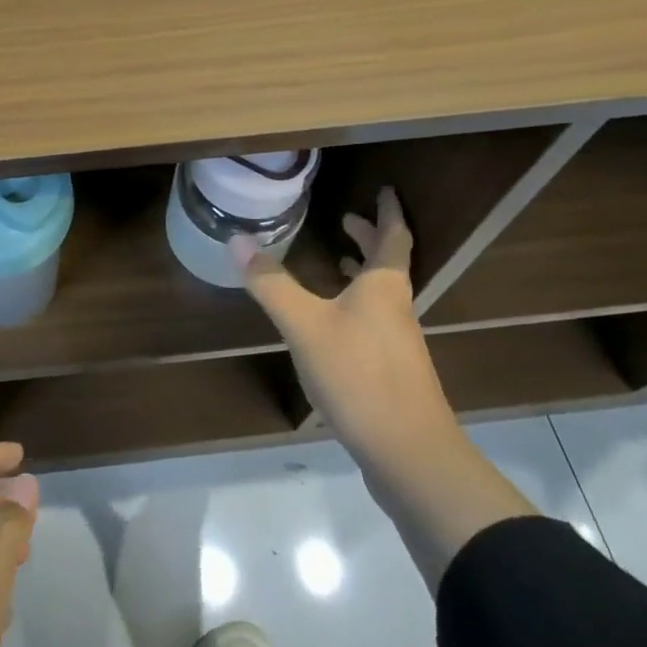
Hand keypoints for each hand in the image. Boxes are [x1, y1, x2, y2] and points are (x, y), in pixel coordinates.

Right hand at [232, 187, 456, 463]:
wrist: (410, 458)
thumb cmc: (360, 378)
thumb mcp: (305, 325)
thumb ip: (270, 283)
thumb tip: (236, 239)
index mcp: (383, 288)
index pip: (392, 237)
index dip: (387, 212)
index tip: (384, 189)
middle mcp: (396, 310)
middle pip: (388, 265)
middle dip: (369, 239)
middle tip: (346, 219)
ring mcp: (399, 345)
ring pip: (382, 296)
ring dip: (362, 273)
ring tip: (337, 263)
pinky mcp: (394, 376)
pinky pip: (375, 323)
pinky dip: (356, 307)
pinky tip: (333, 327)